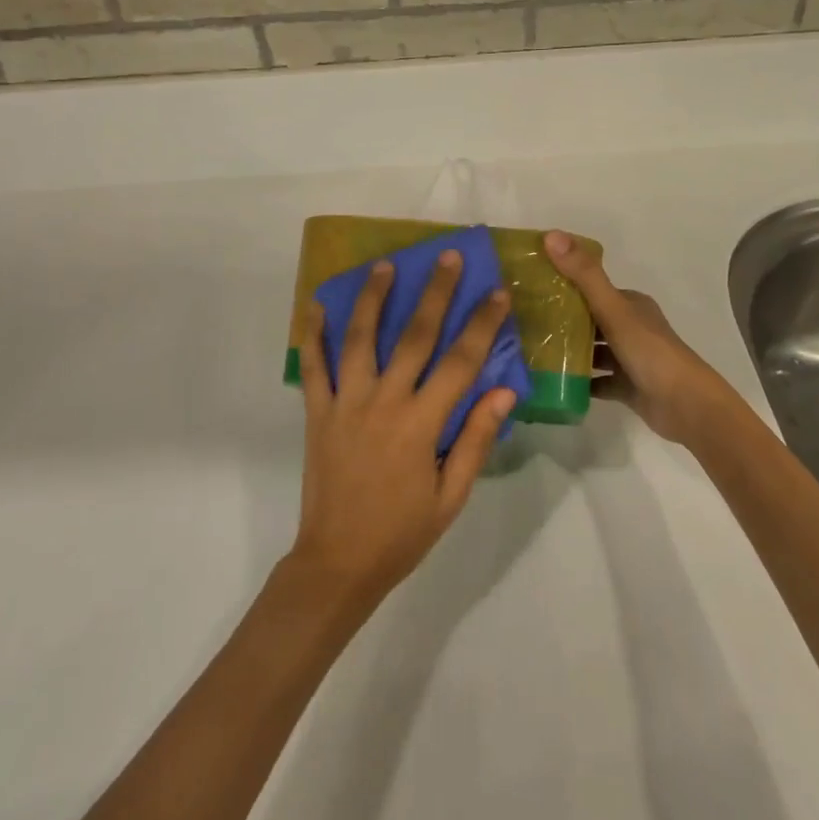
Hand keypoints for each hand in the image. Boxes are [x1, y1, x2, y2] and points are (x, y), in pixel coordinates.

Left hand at [289, 251, 517, 606]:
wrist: (337, 563)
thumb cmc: (402, 533)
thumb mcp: (451, 497)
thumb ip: (475, 440)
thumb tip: (504, 391)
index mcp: (421, 424)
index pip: (460, 362)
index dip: (481, 324)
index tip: (496, 292)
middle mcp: (384, 402)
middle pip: (414, 336)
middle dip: (434, 293)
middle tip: (445, 257)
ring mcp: (346, 403)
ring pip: (360, 339)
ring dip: (373, 298)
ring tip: (384, 265)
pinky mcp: (317, 412)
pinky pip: (314, 366)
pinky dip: (314, 334)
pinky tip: (317, 305)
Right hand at [544, 231, 737, 448]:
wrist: (686, 406)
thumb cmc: (650, 351)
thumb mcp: (614, 309)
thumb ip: (584, 275)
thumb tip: (552, 235)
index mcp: (631, 305)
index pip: (593, 289)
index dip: (565, 285)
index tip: (532, 287)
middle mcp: (631, 327)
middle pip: (591, 319)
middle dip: (562, 320)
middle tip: (525, 321)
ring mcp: (630, 359)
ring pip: (593, 350)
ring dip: (569, 350)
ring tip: (532, 350)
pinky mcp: (628, 387)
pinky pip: (597, 381)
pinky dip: (579, 381)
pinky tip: (553, 382)